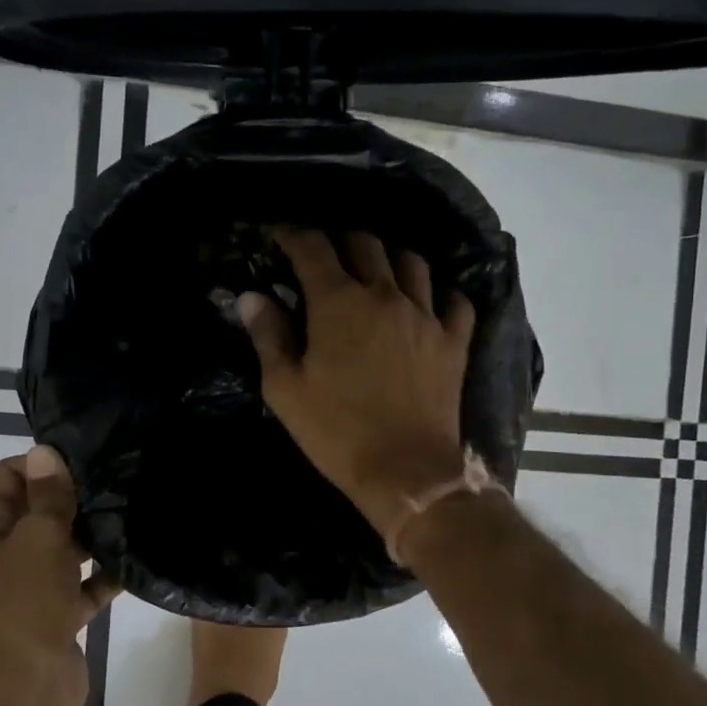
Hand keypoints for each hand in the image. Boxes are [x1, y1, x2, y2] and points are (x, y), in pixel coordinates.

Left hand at [0, 446, 118, 705]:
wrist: (22, 691)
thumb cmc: (23, 605)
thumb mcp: (37, 540)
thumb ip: (47, 496)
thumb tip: (44, 451)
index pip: (8, 478)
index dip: (40, 464)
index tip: (84, 459)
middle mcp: (8, 554)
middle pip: (39, 512)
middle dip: (73, 497)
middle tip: (119, 480)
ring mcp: (34, 588)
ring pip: (66, 549)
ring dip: (93, 535)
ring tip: (134, 512)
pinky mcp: (60, 616)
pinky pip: (86, 586)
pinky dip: (106, 576)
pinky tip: (137, 561)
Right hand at [238, 228, 474, 545]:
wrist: (406, 472)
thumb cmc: (336, 432)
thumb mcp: (286, 390)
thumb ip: (269, 336)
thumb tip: (252, 297)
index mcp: (339, 302)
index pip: (313, 248)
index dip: (293, 234)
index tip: (280, 233)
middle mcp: (385, 295)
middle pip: (364, 243)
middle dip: (339, 239)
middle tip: (325, 254)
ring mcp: (426, 314)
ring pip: (410, 261)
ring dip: (387, 257)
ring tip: (374, 269)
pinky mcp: (454, 340)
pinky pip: (453, 299)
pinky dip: (437, 292)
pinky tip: (426, 300)